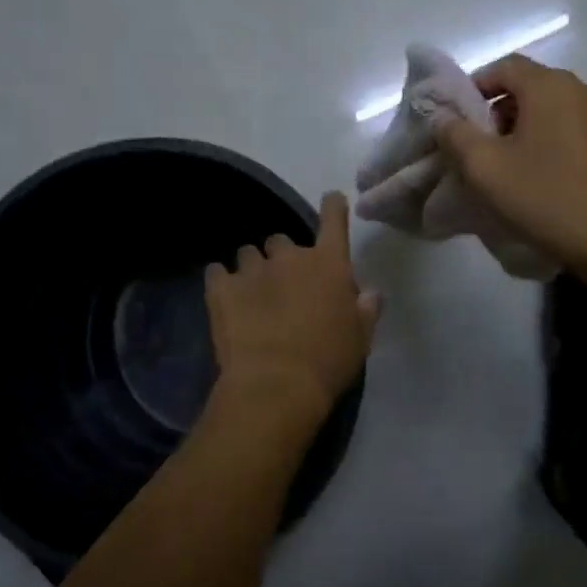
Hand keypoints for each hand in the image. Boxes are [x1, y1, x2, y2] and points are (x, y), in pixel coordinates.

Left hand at [205, 192, 379, 429]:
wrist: (276, 385)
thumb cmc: (327, 362)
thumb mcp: (360, 339)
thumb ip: (366, 310)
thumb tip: (370, 293)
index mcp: (328, 263)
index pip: (333, 218)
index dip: (333, 206)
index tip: (332, 201)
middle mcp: (290, 256)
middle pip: (281, 240)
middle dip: (282, 258)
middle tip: (284, 287)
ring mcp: (252, 270)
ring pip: (248, 253)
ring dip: (252, 269)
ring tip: (251, 295)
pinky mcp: (221, 288)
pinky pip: (216, 272)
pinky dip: (221, 282)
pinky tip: (224, 299)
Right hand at [430, 55, 586, 266]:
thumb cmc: (546, 197)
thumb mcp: (485, 168)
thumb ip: (455, 135)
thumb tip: (442, 116)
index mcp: (551, 86)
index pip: (504, 66)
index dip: (475, 87)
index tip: (457, 120)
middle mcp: (584, 90)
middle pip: (530, 87)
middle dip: (498, 112)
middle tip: (479, 148)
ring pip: (554, 110)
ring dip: (526, 129)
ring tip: (509, 167)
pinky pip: (575, 130)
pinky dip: (552, 142)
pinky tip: (543, 178)